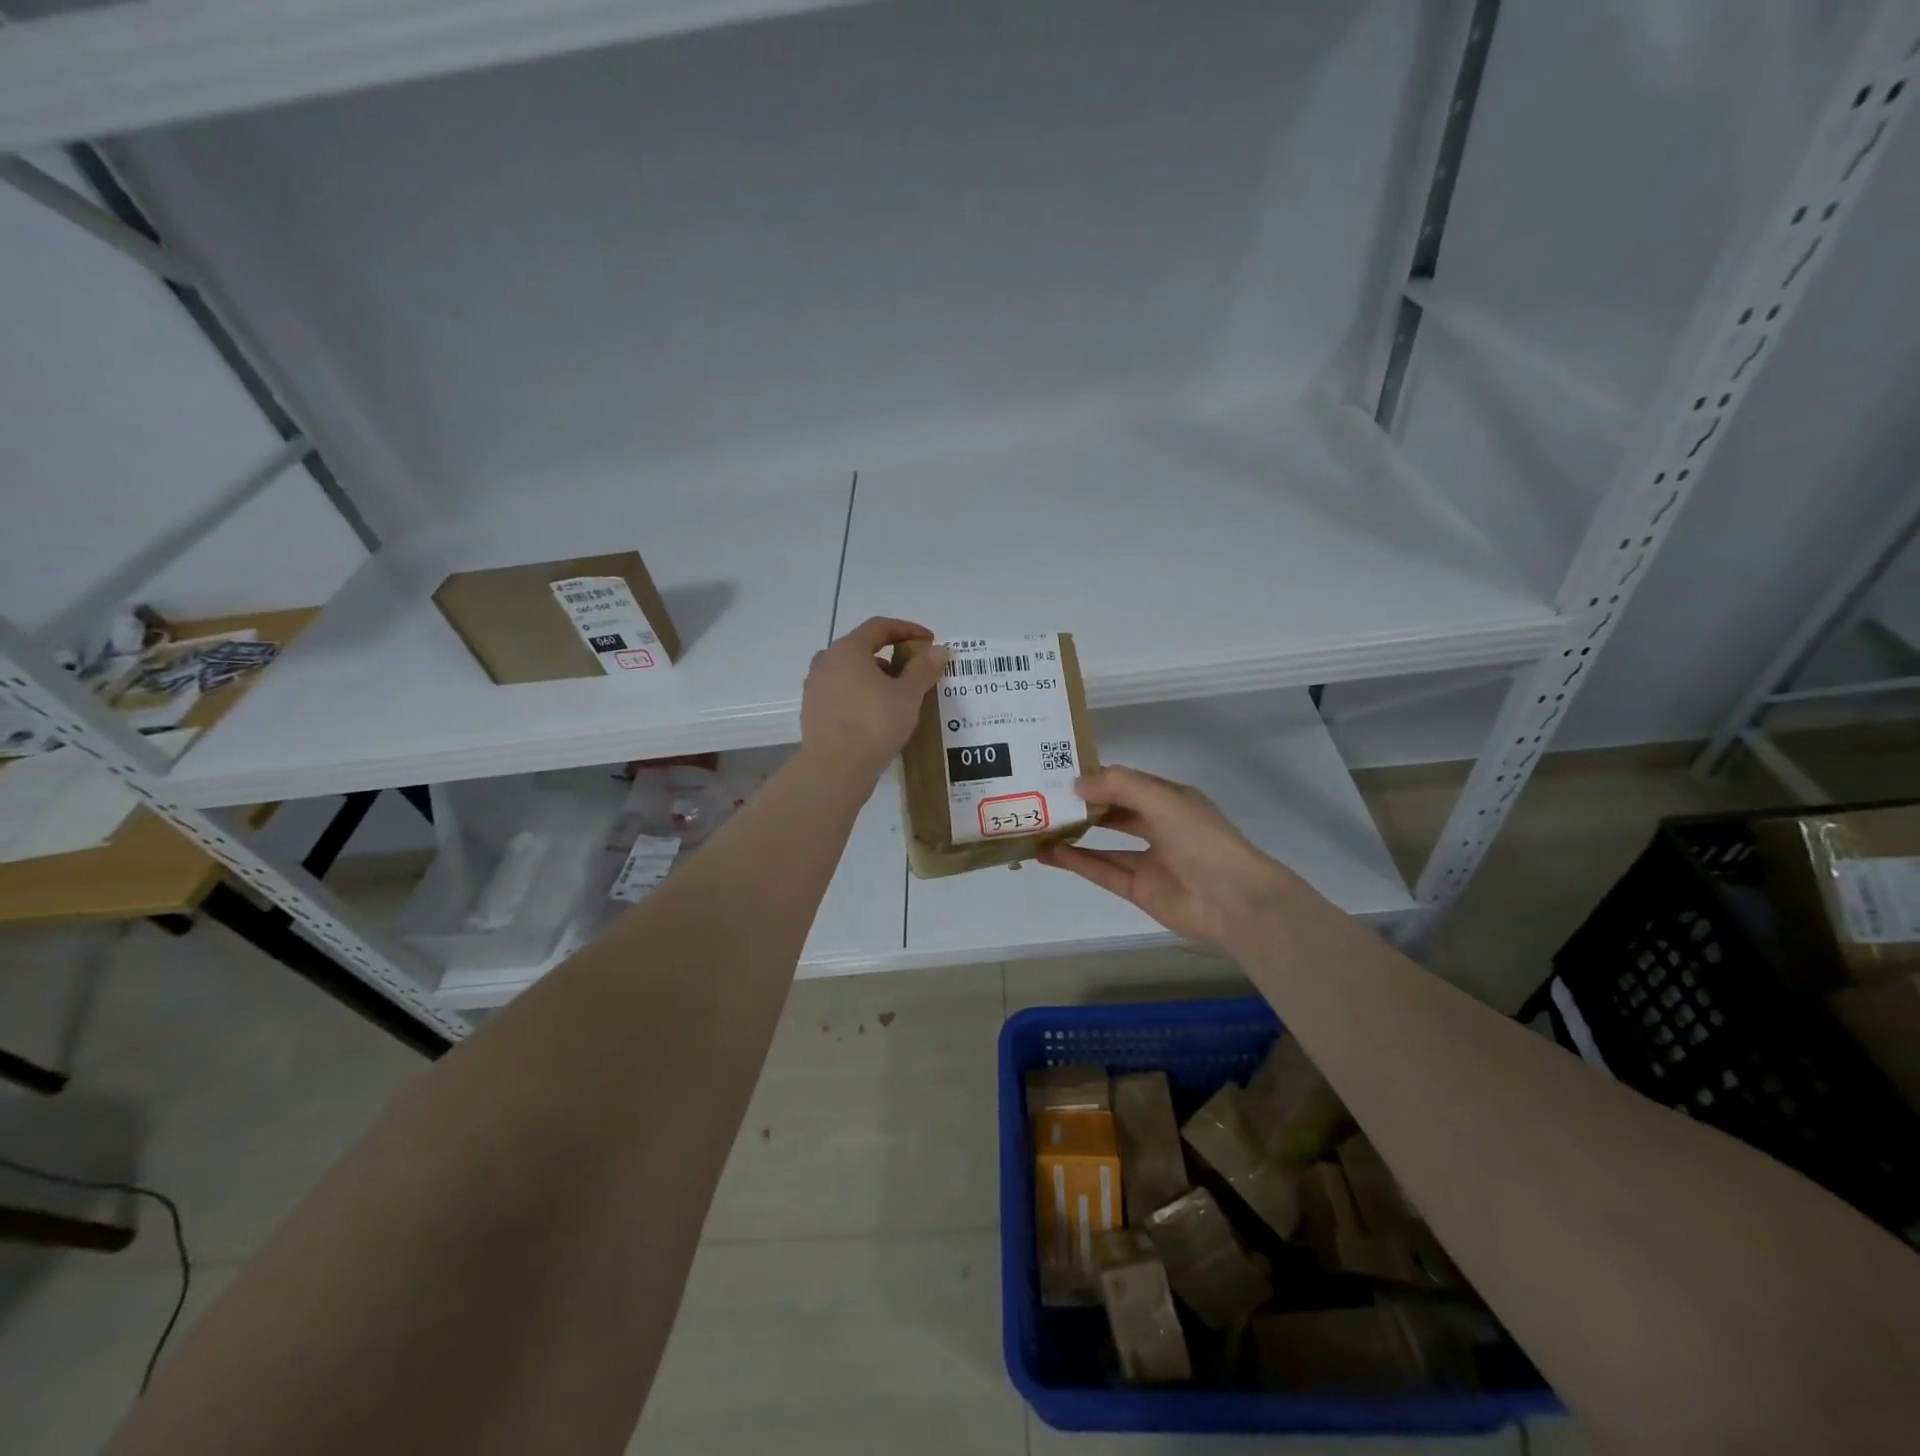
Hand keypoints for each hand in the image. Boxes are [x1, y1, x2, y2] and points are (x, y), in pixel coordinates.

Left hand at [800, 617, 946, 782]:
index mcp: (848, 649)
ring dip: (875, 677)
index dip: (908, 630)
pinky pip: (841, 693)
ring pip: (850, 672)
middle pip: (862, 648)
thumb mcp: (908, 695)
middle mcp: (826, 661)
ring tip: (897, 696)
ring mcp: (815, 687)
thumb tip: (939, 650)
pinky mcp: (812, 711)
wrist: (835, 768)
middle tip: (913, 671)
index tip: (929, 641)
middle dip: (890, 656)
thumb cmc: (875, 723)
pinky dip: (860, 695)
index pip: (880, 627)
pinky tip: (876, 715)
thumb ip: (924, 669)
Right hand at [1039, 765, 1301, 949]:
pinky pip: (1103, 871)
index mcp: (1169, 800)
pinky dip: (1078, 862)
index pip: (1126, 783)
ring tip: (1040, 826)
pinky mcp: (1139, 889)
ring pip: (1104, 844)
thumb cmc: (1201, 840)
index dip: (1096, 778)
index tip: (1059, 774)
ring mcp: (1149, 860)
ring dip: (1075, 835)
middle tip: (1044, 799)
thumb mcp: (1162, 800)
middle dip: (1083, 806)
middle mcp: (1159, 826)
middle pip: (1114, 812)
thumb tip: (1077, 783)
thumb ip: (1120, 786)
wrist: (1233, 900)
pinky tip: (1051, 853)